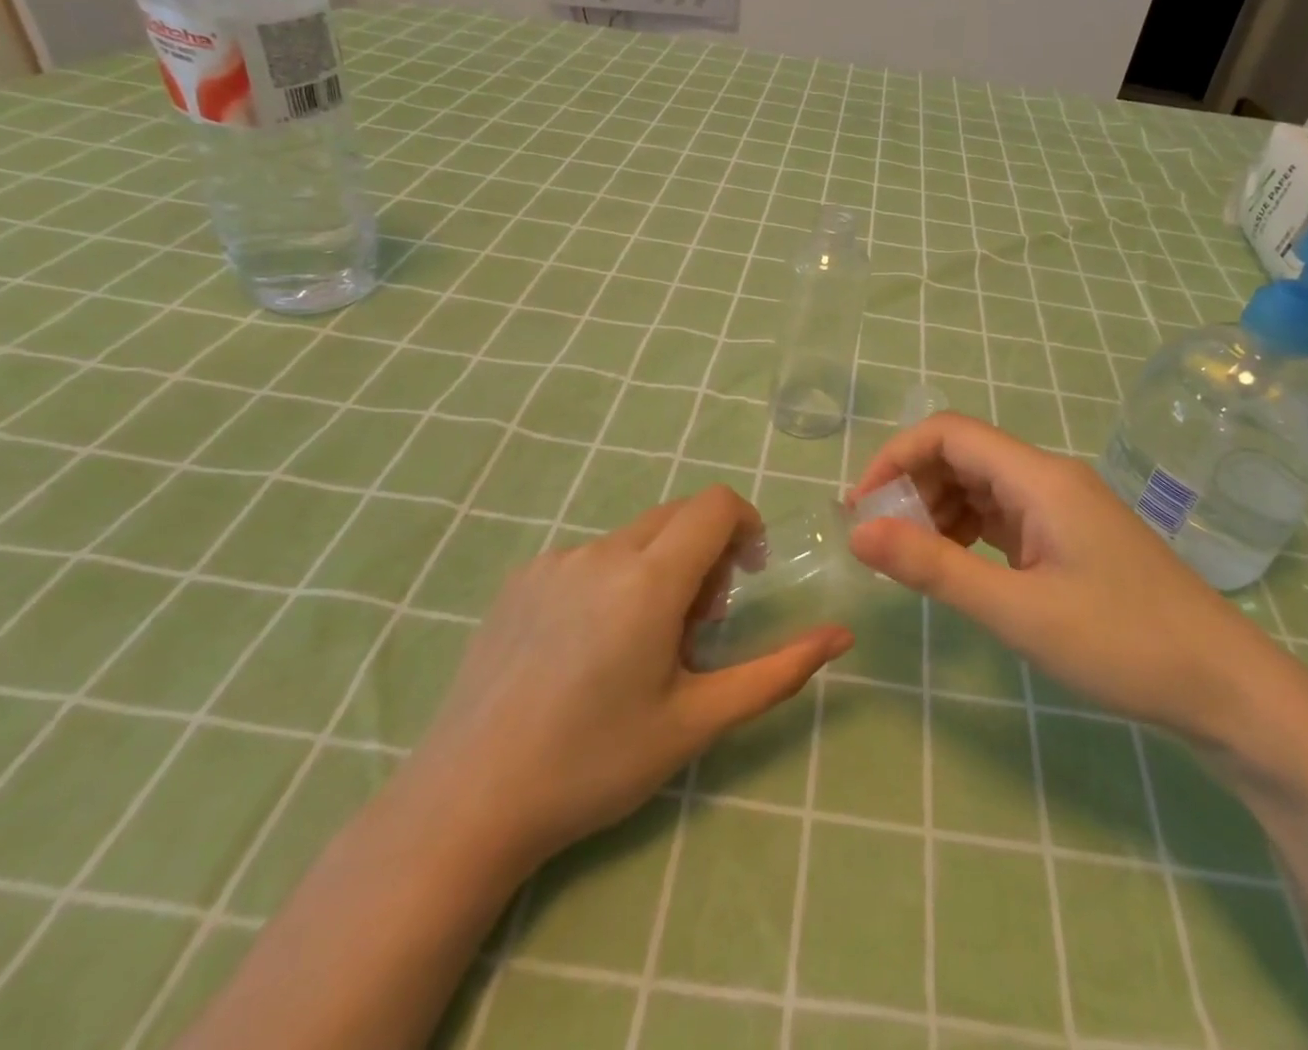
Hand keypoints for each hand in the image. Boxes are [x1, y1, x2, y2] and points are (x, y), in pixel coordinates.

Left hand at [409, 486, 852, 872]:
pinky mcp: (521, 578)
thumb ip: (777, 671)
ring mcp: (554, 561)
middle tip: (696, 628)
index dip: (746, 526)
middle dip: (706, 553)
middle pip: (678, 516)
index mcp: (648, 580)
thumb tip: (841, 636)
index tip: (747, 578)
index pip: (716, 505)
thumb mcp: (697, 721)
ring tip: (639, 647)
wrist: (466, 803)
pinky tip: (587, 649)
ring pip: (634, 538)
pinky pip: (590, 557)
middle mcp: (601, 552)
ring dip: (659, 569)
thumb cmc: (595, 764)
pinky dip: (614, 580)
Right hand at [848, 415, 1275, 741]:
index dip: (896, 457)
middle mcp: (1049, 478)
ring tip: (911, 559)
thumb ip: (934, 568)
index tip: (861, 507)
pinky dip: (968, 531)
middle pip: (962, 455)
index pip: (948, 433)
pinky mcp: (1070, 536)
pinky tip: (957, 566)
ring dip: (938, 511)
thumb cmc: (1122, 644)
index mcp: (1039, 478)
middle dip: (913, 487)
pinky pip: (1004, 515)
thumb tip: (857, 533)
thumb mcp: (1017, 610)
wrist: (1224, 687)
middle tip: (880, 541)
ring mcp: (1063, 507)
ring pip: (981, 486)